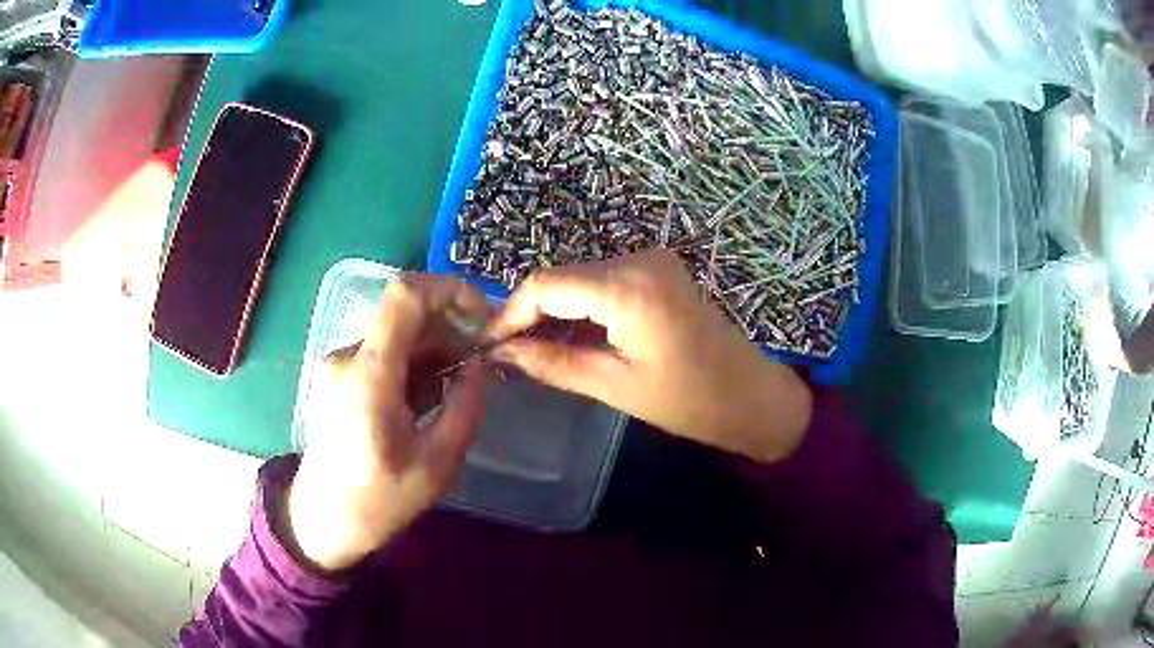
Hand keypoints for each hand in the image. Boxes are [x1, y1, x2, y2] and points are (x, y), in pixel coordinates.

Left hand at [285, 275, 487, 571]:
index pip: (406, 295)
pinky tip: (425, 400)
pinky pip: (385, 352)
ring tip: (453, 393)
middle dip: (451, 330)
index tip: (484, 319)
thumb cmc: (378, 502)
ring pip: (398, 334)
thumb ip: (465, 407)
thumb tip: (478, 365)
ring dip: (434, 351)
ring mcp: (339, 364)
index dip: (452, 290)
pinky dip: (415, 364)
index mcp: (369, 377)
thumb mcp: (438, 465)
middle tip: (479, 367)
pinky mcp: (338, 374)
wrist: (322, 520)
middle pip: (407, 315)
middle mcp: (348, 357)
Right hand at [490, 249, 812, 462]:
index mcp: (628, 289)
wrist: (751, 394)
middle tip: (510, 351)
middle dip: (531, 312)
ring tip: (537, 349)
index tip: (490, 342)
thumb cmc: (690, 401)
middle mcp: (638, 260)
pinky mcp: (658, 268)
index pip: (545, 284)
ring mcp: (652, 260)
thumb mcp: (616, 387)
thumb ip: (554, 363)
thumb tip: (503, 352)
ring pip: (580, 277)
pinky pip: (604, 279)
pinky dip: (582, 304)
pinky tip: (573, 334)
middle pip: (562, 276)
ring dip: (556, 309)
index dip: (510, 312)